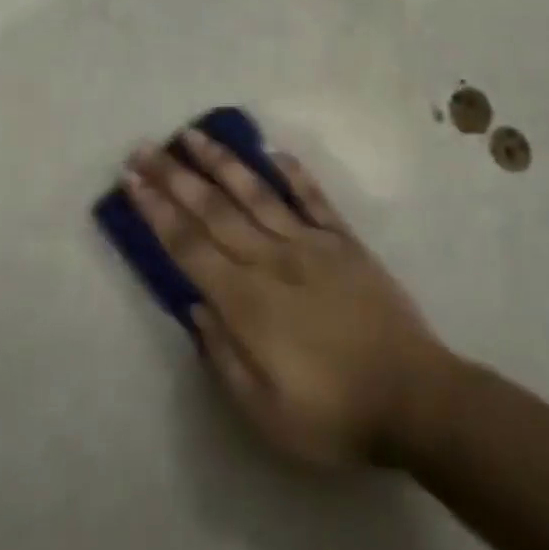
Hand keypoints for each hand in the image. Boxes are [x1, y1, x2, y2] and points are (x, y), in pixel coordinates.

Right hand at [124, 132, 448, 466]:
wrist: (415, 398)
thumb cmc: (335, 414)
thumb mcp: (266, 413)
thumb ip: (224, 357)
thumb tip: (195, 308)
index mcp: (247, 302)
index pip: (190, 246)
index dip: (157, 212)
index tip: (133, 181)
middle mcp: (272, 260)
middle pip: (213, 210)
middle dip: (175, 177)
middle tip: (146, 147)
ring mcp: (311, 244)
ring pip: (256, 193)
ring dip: (222, 162)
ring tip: (194, 135)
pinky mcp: (345, 241)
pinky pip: (314, 199)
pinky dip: (293, 173)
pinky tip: (273, 152)